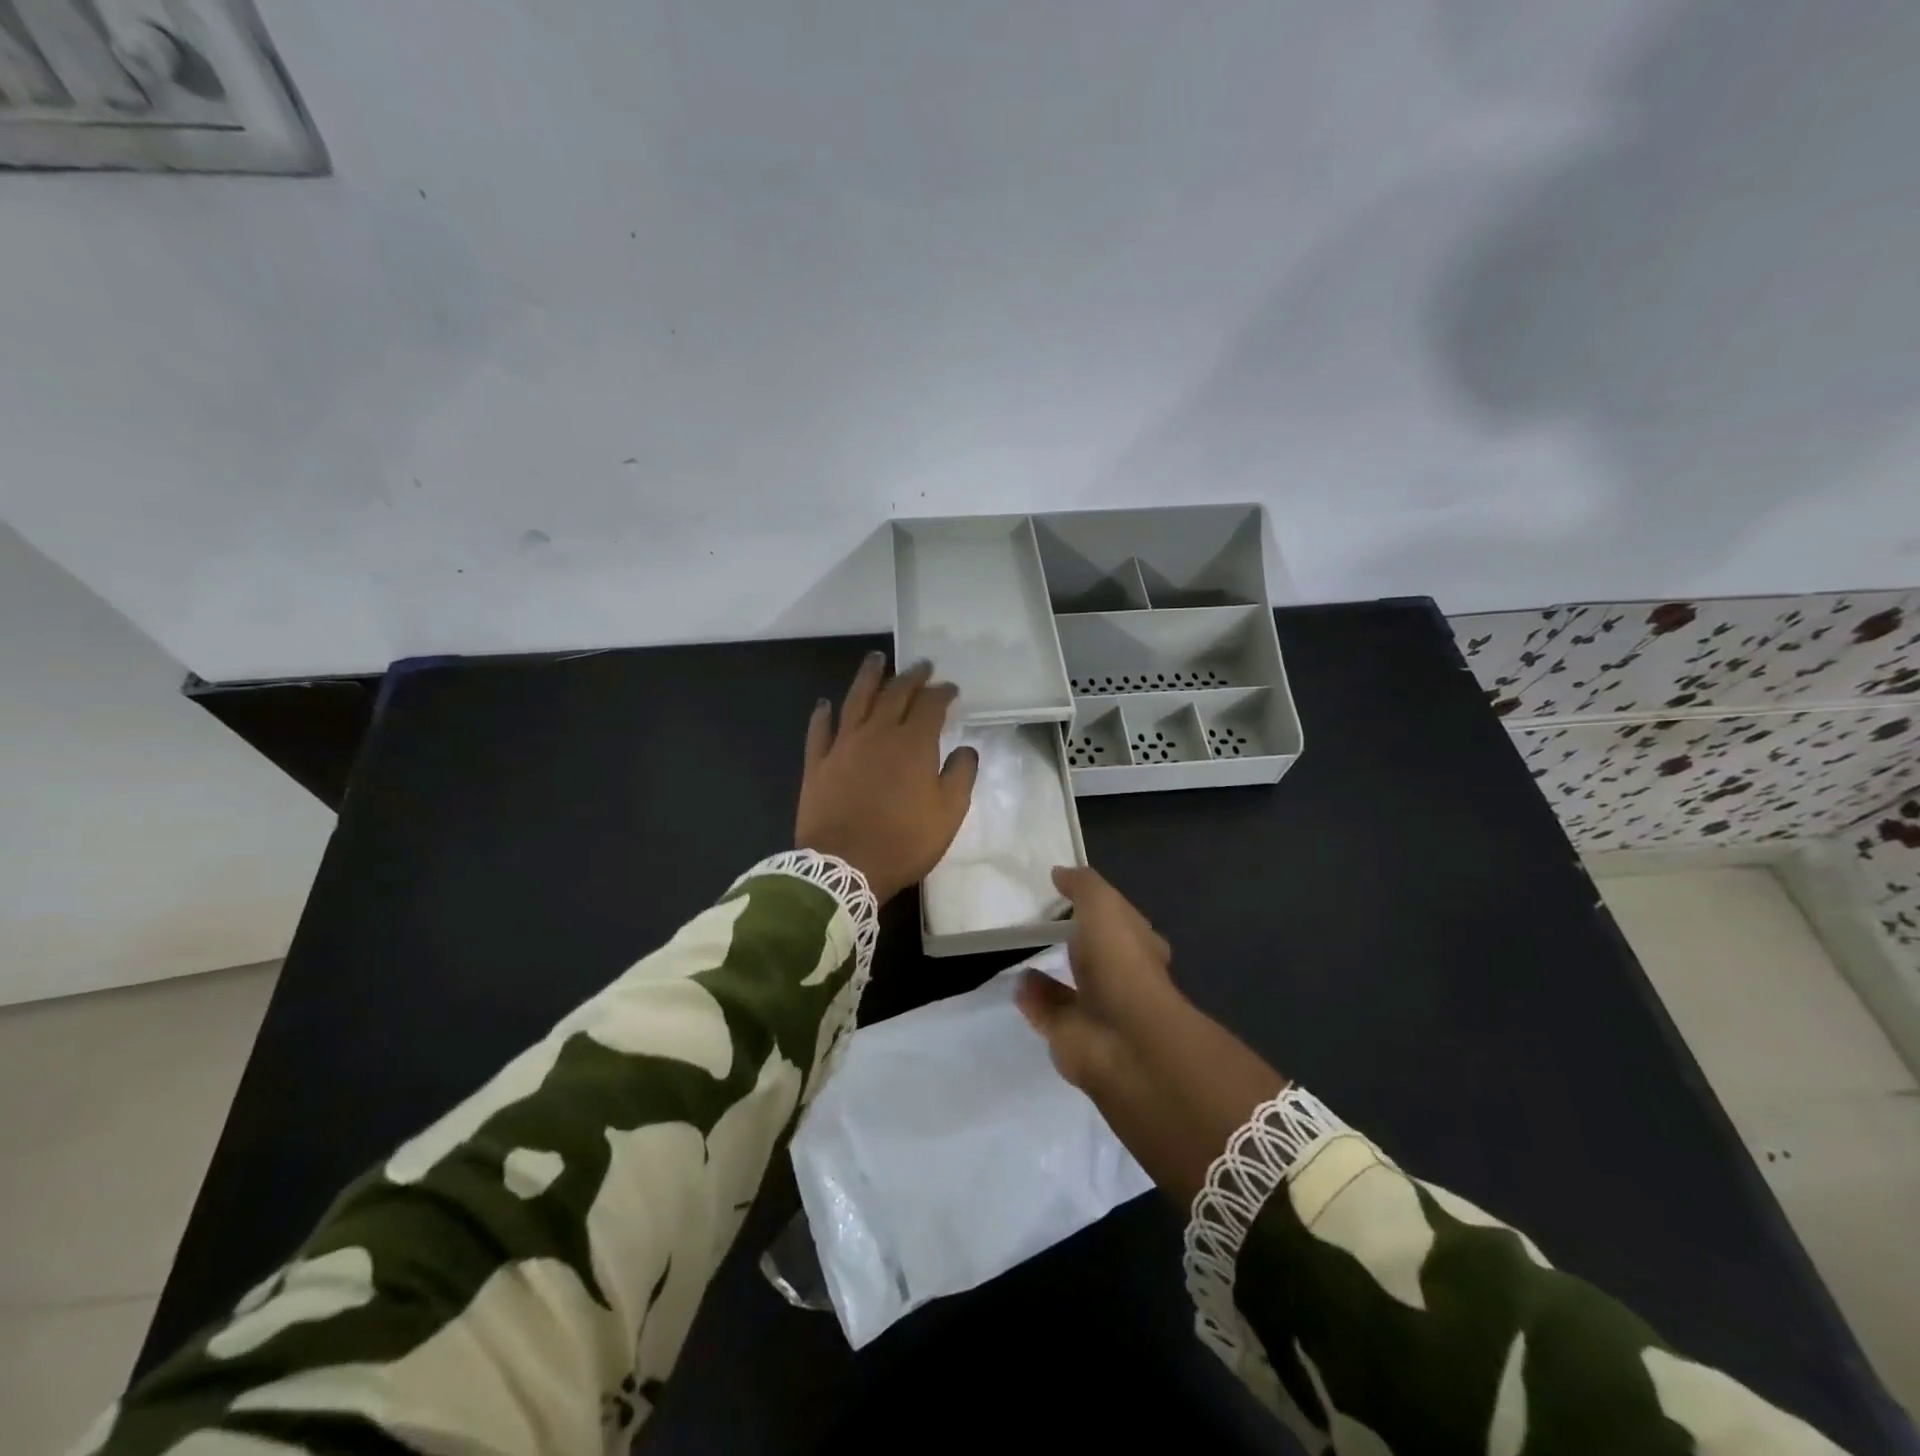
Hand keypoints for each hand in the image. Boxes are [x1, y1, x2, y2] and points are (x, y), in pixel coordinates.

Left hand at [795, 653, 979, 904]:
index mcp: (913, 743)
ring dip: (868, 677)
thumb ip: (961, 775)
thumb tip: (965, 749)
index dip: (943, 693)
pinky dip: (823, 714)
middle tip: (921, 666)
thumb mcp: (949, 813)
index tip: (951, 689)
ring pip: (856, 700)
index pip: (931, 705)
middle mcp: (878, 733)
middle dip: (911, 677)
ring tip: (876, 659)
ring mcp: (843, 745)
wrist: (844, 867)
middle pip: (895, 694)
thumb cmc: (904, 841)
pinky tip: (825, 703)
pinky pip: (819, 730)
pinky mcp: (818, 763)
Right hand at [1016, 865, 1178, 1091]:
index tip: (1070, 893)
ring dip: (1050, 970)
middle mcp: (1121, 978)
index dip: (1102, 907)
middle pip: (1095, 955)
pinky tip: (1015, 980)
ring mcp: (1096, 1009)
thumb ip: (1082, 885)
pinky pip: (1046, 1011)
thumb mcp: (1103, 904)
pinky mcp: (1068, 1035)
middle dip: (1077, 941)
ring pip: (1069, 986)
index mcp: (1138, 945)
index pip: (1123, 921)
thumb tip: (1059, 872)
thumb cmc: (1120, 961)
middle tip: (1043, 921)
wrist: (1122, 1039)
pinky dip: (1032, 997)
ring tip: (1023, 950)